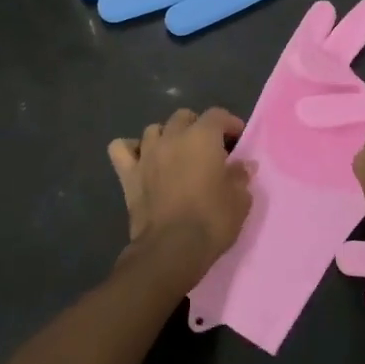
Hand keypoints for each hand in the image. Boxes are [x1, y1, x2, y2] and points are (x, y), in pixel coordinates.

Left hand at [108, 108, 251, 276]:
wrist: (172, 248)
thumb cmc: (212, 220)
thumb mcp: (240, 200)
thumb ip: (241, 177)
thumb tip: (243, 165)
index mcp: (202, 137)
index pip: (217, 115)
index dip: (229, 123)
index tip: (238, 139)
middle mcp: (172, 138)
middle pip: (183, 117)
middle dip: (197, 126)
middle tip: (208, 148)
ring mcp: (146, 154)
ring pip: (153, 129)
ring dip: (167, 136)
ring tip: (176, 153)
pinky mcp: (128, 174)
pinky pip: (121, 149)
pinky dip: (131, 149)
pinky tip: (141, 159)